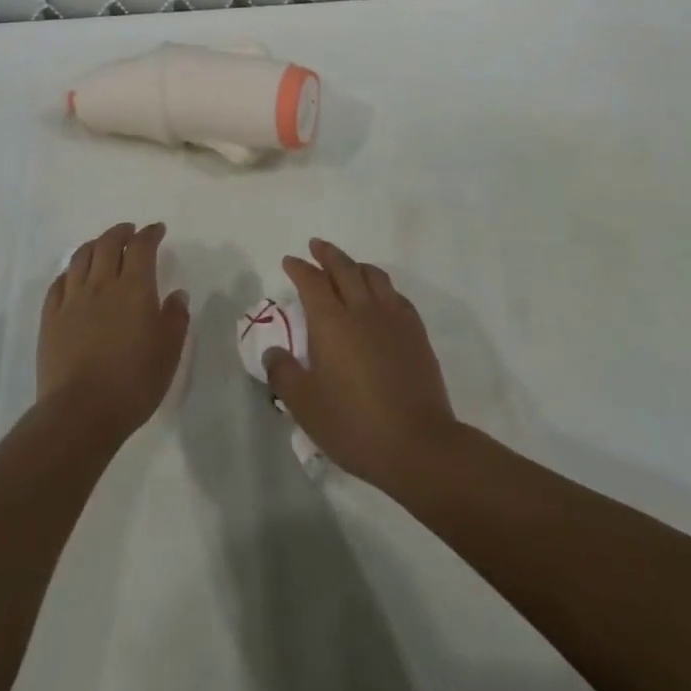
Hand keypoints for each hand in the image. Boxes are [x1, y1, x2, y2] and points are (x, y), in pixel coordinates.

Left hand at [39, 222, 189, 442]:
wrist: (81, 413)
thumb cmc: (134, 381)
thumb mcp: (169, 351)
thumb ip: (176, 317)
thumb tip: (177, 294)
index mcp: (134, 288)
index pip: (141, 246)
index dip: (150, 233)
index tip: (157, 230)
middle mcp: (102, 284)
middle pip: (108, 243)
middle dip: (121, 232)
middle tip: (130, 232)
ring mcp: (72, 300)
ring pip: (81, 257)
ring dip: (94, 245)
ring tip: (102, 246)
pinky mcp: (51, 319)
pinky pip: (59, 283)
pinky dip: (70, 272)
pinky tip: (74, 277)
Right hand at [263, 238, 458, 487]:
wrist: (417, 444)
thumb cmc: (355, 425)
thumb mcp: (306, 407)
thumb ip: (284, 374)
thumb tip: (273, 352)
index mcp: (332, 323)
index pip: (312, 282)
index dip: (299, 268)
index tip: (290, 262)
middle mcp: (362, 310)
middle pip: (344, 268)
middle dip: (327, 254)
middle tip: (316, 246)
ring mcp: (393, 318)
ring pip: (373, 275)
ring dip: (356, 265)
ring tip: (348, 266)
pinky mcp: (416, 332)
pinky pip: (396, 295)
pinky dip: (381, 286)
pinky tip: (380, 296)